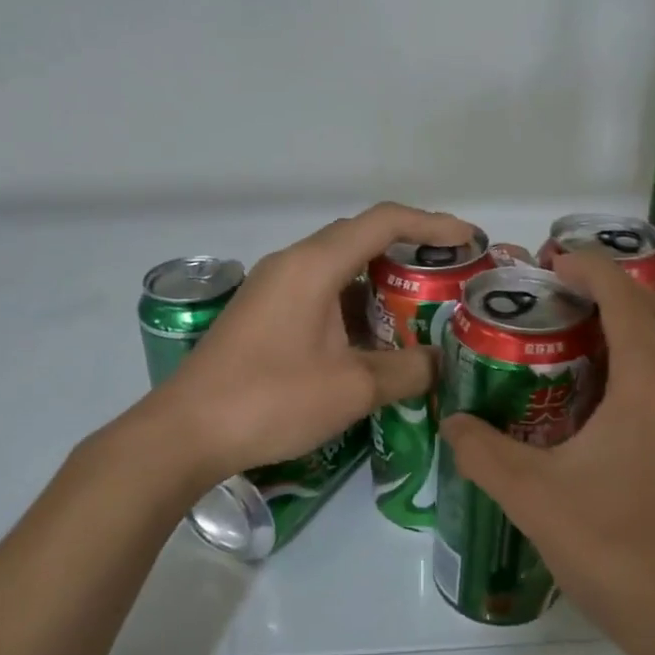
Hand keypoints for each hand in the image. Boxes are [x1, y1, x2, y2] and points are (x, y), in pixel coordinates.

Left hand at [151, 202, 476, 483]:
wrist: (186, 433)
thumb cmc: (271, 400)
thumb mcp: (352, 388)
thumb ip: (406, 369)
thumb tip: (438, 363)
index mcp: (315, 265)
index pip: (385, 222)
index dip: (433, 225)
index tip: (469, 242)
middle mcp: (293, 263)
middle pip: (362, 238)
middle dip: (411, 251)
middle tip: (450, 277)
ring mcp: (274, 288)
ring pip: (340, 267)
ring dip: (382, 281)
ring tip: (422, 307)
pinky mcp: (264, 314)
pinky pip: (321, 292)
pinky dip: (355, 304)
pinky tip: (375, 338)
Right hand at [440, 249, 654, 654]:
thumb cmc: (620, 553)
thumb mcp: (535, 499)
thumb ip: (483, 453)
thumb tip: (452, 423)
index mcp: (652, 379)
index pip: (621, 293)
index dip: (586, 266)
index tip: (551, 259)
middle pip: (652, 307)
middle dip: (607, 288)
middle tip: (557, 295)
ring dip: (632, 323)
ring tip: (581, 337)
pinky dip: (650, 359)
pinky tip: (616, 396)